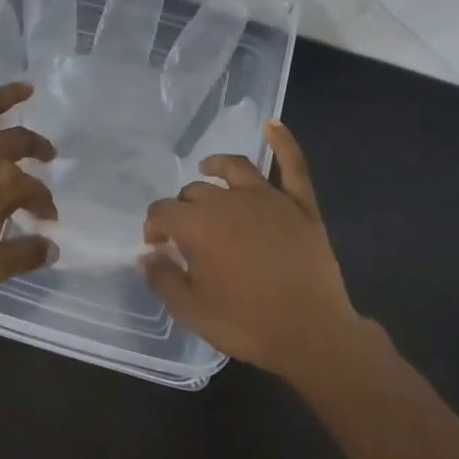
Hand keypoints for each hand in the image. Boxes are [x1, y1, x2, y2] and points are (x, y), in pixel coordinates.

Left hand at [0, 60, 57, 293]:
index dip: (44, 204)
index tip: (45, 218)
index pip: (35, 191)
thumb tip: (52, 246)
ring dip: (10, 95)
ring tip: (26, 88)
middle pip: (19, 142)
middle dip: (38, 148)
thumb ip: (25, 254)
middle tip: (47, 154)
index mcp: (3, 184)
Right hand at [140, 121, 371, 383]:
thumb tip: (146, 256)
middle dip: (183, 207)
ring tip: (208, 168)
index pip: (163, 212)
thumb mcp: (191, 310)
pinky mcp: (301, 205)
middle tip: (185, 232)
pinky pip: (292, 166)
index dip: (154, 226)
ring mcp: (269, 199)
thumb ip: (163, 279)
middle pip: (196, 192)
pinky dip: (283, 142)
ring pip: (235, 168)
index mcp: (198, 226)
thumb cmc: (246, 323)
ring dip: (216, 166)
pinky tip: (272, 124)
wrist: (312, 334)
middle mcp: (229, 201)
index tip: (156, 246)